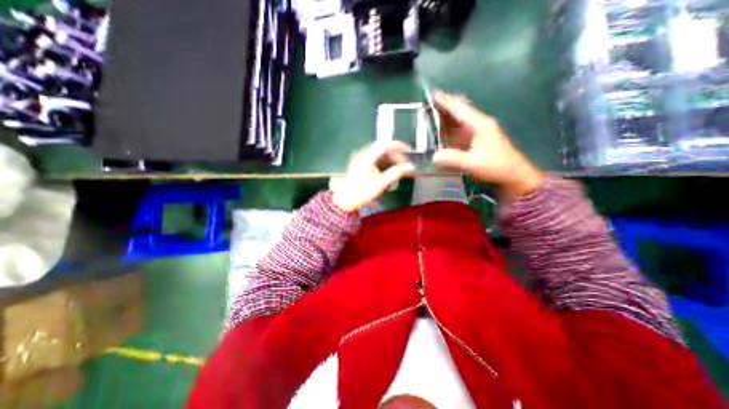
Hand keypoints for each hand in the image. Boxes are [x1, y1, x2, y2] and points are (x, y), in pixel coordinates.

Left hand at [330, 141, 414, 211]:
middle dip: (395, 156)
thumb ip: (395, 173)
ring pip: (380, 156)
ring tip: (398, 171)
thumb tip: (410, 167)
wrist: (344, 200)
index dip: (398, 145)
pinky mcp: (361, 165)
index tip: (408, 150)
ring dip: (390, 161)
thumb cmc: (360, 192)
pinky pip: (375, 161)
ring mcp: (361, 160)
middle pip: (383, 149)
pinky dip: (384, 165)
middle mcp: (363, 155)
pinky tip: (388, 174)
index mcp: (367, 157)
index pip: (385, 144)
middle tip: (404, 166)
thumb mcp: (380, 183)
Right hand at [428, 90, 542, 199]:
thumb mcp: (473, 163)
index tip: (432, 94)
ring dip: (446, 117)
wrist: (514, 176)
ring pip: (459, 121)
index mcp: (480, 124)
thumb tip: (433, 155)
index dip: (446, 101)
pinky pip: (460, 131)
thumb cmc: (496, 167)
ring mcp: (478, 133)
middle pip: (459, 111)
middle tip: (429, 102)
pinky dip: (450, 129)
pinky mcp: (476, 142)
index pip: (460, 109)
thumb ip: (452, 158)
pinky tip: (442, 130)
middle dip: (445, 106)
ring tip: (432, 113)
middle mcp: (479, 125)